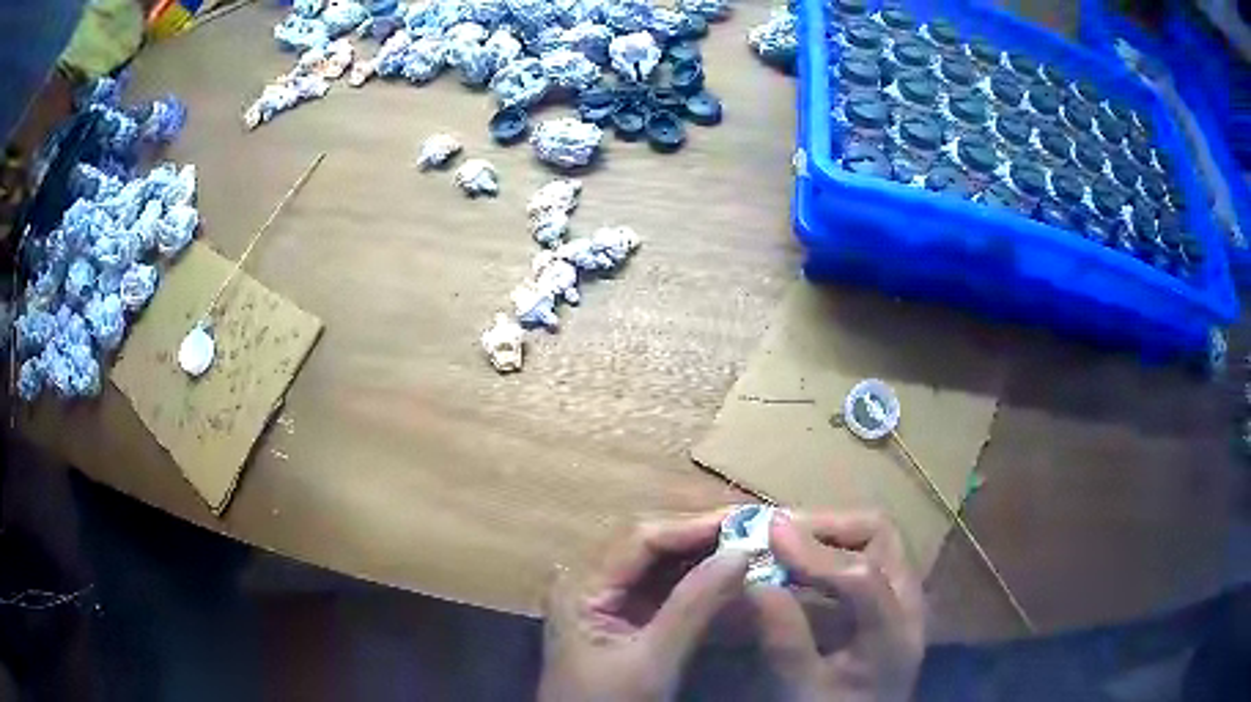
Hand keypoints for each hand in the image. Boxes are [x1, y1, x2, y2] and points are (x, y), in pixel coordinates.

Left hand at [539, 511, 749, 701]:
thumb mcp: (652, 660)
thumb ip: (693, 606)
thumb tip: (741, 552)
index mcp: (580, 584)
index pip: (640, 537)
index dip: (695, 525)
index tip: (747, 519)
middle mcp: (588, 579)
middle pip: (648, 543)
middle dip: (701, 535)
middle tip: (755, 527)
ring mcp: (604, 596)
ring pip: (658, 561)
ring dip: (702, 553)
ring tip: (749, 543)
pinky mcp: (622, 615)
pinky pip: (661, 585)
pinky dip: (695, 579)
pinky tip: (727, 573)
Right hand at [751, 512, 924, 701]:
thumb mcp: (805, 691)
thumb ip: (786, 642)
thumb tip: (755, 584)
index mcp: (894, 631)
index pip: (862, 576)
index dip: (814, 551)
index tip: (767, 532)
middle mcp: (908, 601)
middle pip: (879, 535)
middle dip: (826, 526)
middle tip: (776, 533)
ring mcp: (901, 596)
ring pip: (874, 539)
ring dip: (828, 533)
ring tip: (783, 542)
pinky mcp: (886, 599)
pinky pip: (862, 556)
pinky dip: (828, 550)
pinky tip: (797, 565)